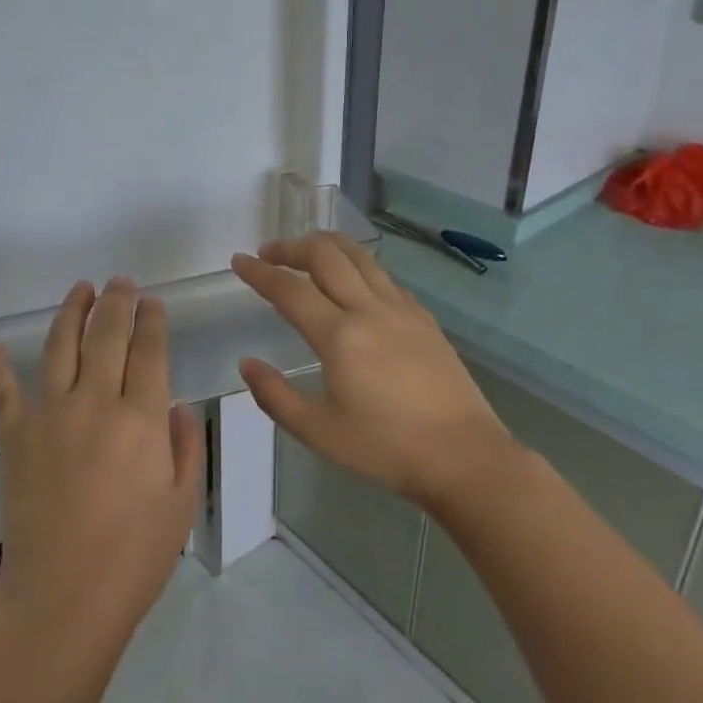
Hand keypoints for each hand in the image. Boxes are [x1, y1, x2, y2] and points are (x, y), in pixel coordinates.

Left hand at [0, 277, 204, 650]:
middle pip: (106, 335)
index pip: (149, 350)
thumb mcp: (182, 504)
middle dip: (117, 302)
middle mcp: (94, 403)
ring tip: (81, 289)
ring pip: (59, 346)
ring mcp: (48, 416)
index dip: (152, 320)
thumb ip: (187, 447)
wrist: (62, 600)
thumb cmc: (133, 558)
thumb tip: (178, 406)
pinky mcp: (14, 437)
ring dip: (71, 312)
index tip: (153, 301)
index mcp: (141, 419)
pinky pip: (3, 392)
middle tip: (121, 282)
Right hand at [232, 234, 516, 511]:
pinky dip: (358, 265)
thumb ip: (275, 396)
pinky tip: (354, 280)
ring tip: (306, 250)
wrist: (464, 456)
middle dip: (291, 247)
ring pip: (360, 257)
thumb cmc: (386, 449)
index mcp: (339, 336)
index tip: (238, 261)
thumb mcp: (318, 432)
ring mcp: (402, 310)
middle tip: (268, 253)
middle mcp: (369, 310)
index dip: (260, 272)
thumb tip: (247, 364)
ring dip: (327, 245)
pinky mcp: (424, 319)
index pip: (289, 290)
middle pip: (326, 256)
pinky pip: (384, 276)